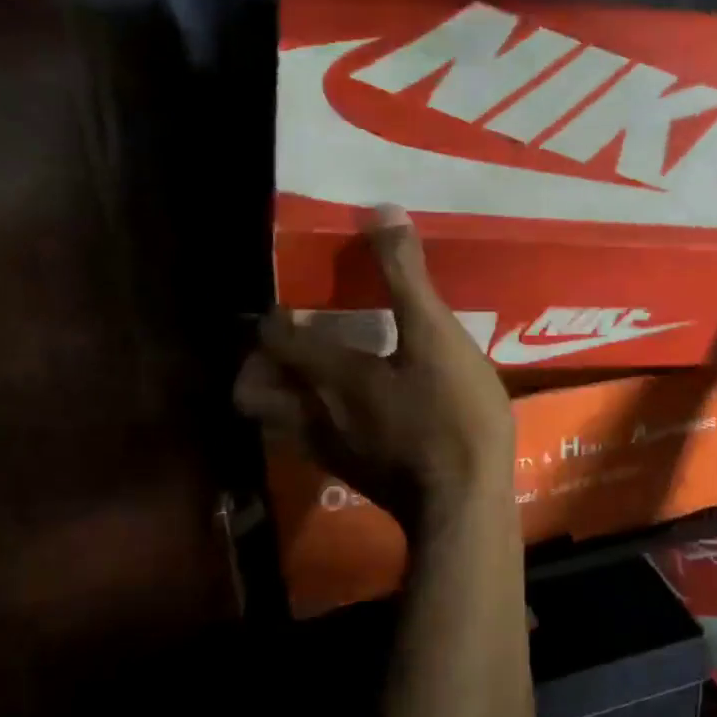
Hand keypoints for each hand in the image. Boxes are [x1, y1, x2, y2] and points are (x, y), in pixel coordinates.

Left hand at [234, 206, 514, 525]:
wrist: (465, 504)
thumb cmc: (452, 415)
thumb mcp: (437, 336)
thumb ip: (407, 277)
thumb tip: (382, 213)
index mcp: (329, 375)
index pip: (274, 341)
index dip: (272, 320)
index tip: (286, 305)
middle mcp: (315, 414)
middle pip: (252, 393)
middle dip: (255, 367)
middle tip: (283, 348)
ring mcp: (331, 453)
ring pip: (278, 424)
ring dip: (282, 398)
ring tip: (310, 380)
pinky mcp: (354, 478)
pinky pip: (314, 447)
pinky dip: (315, 426)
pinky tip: (350, 418)